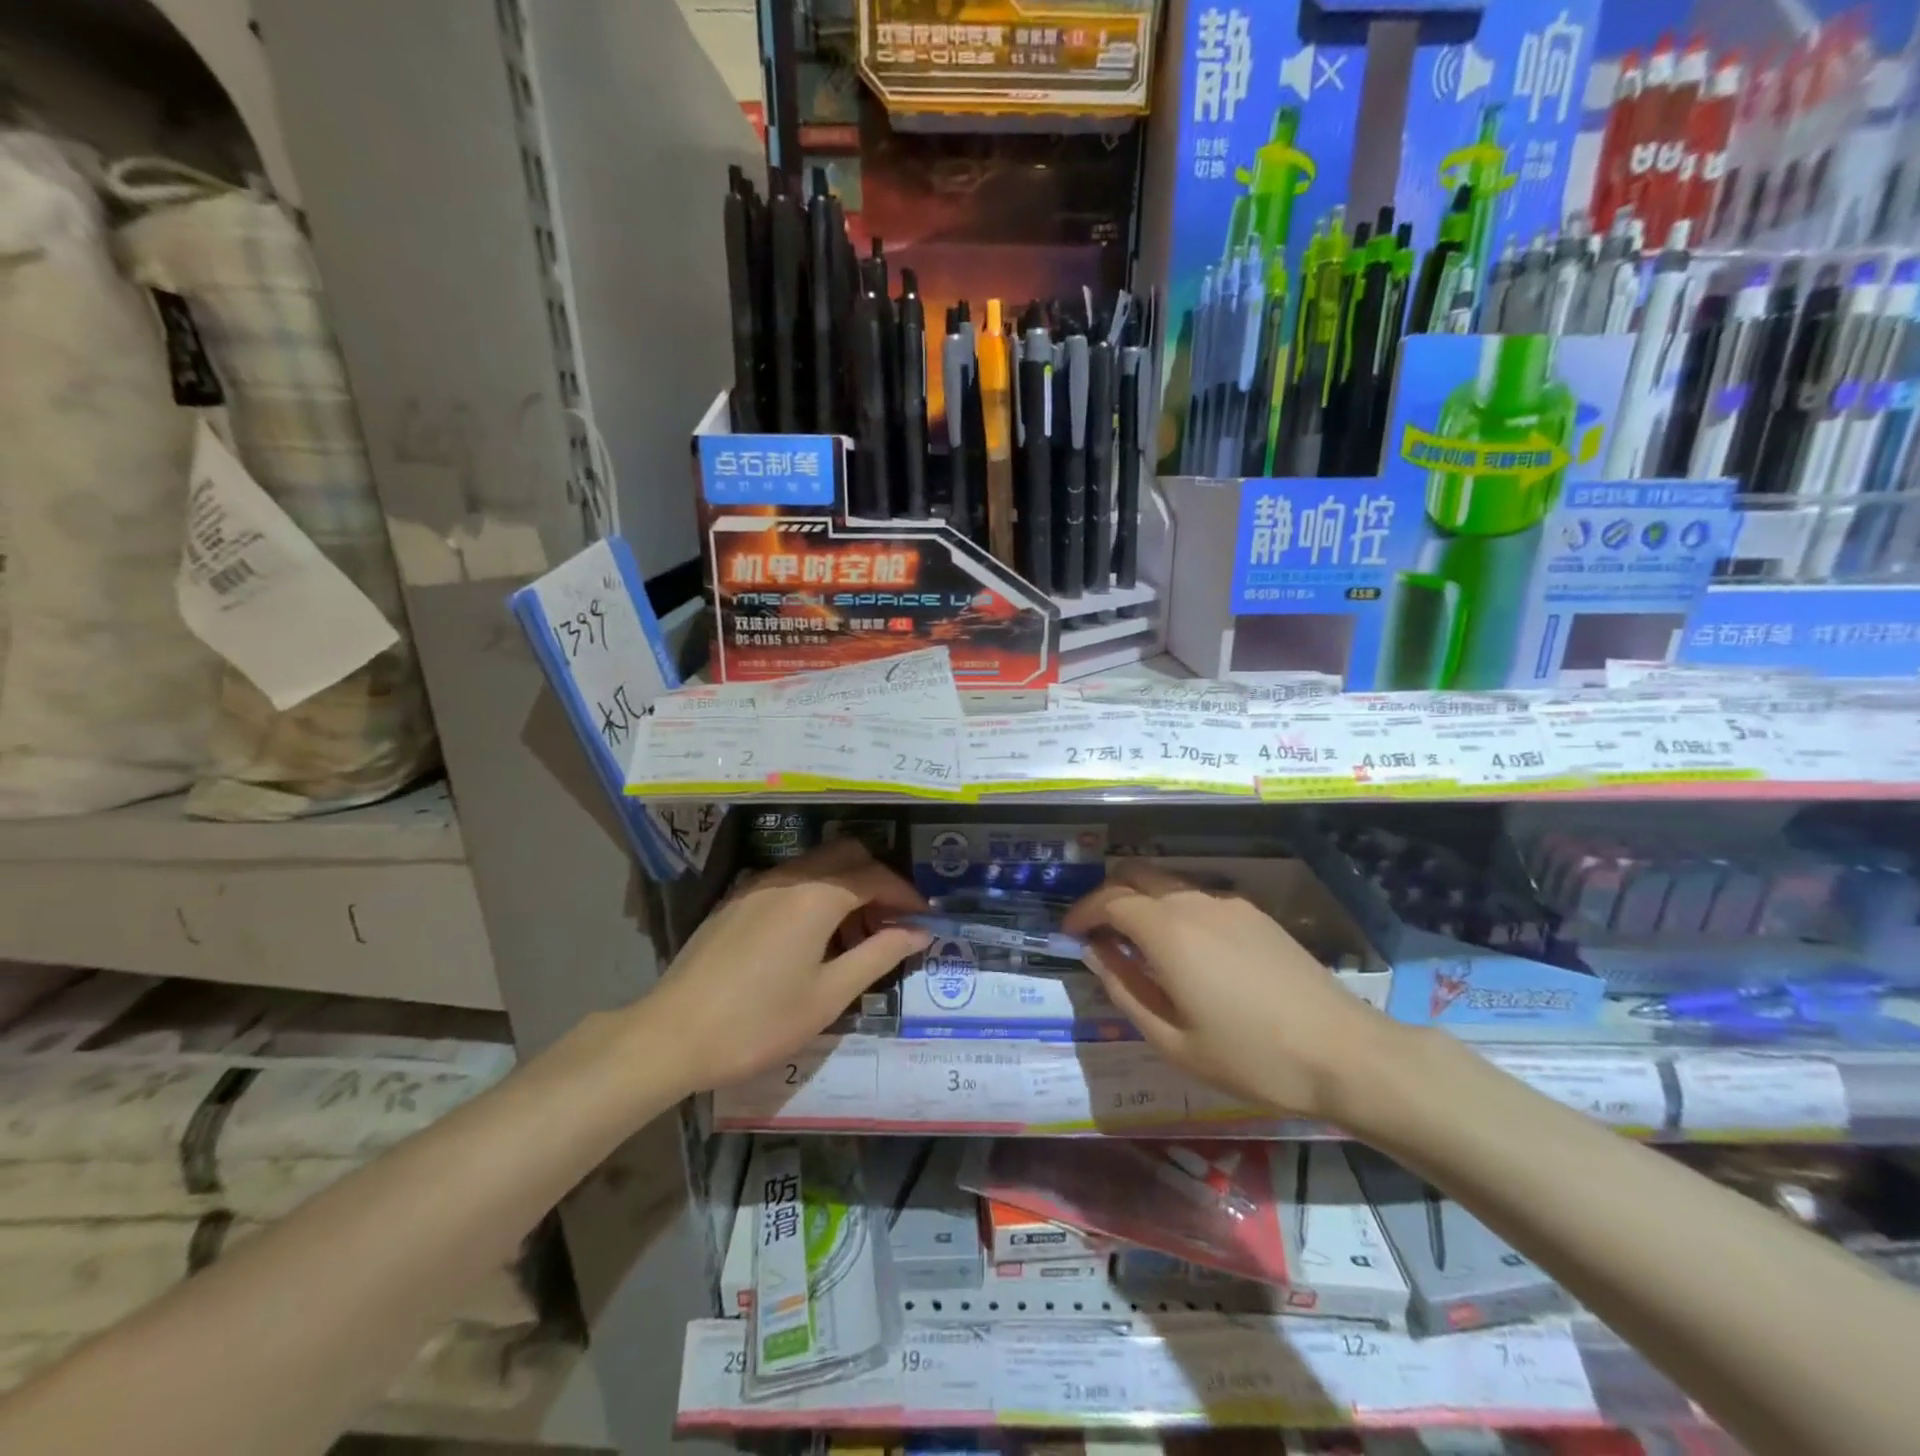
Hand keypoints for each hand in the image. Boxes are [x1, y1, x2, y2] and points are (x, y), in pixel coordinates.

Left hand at [642, 839, 930, 1091]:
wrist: (672, 1035)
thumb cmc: (759, 1021)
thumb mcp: (829, 995)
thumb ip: (879, 955)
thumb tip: (918, 932)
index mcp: (817, 895)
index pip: (876, 876)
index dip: (906, 895)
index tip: (924, 920)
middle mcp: (789, 876)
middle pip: (847, 854)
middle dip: (877, 880)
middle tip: (890, 923)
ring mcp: (758, 884)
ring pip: (818, 865)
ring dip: (846, 887)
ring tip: (855, 937)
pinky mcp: (737, 900)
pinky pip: (790, 880)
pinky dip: (816, 894)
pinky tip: (812, 939)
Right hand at [1063, 861, 1403, 1122]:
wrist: (1344, 1053)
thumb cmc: (1251, 1057)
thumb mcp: (1173, 1041)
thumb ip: (1125, 990)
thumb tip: (1097, 955)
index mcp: (1168, 930)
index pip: (1109, 900)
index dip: (1082, 912)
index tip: (1069, 934)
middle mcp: (1194, 903)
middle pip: (1136, 876)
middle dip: (1107, 896)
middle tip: (1096, 932)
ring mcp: (1228, 904)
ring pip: (1168, 883)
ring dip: (1141, 900)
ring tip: (1134, 941)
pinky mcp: (1255, 914)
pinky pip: (1198, 897)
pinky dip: (1173, 908)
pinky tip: (1183, 948)